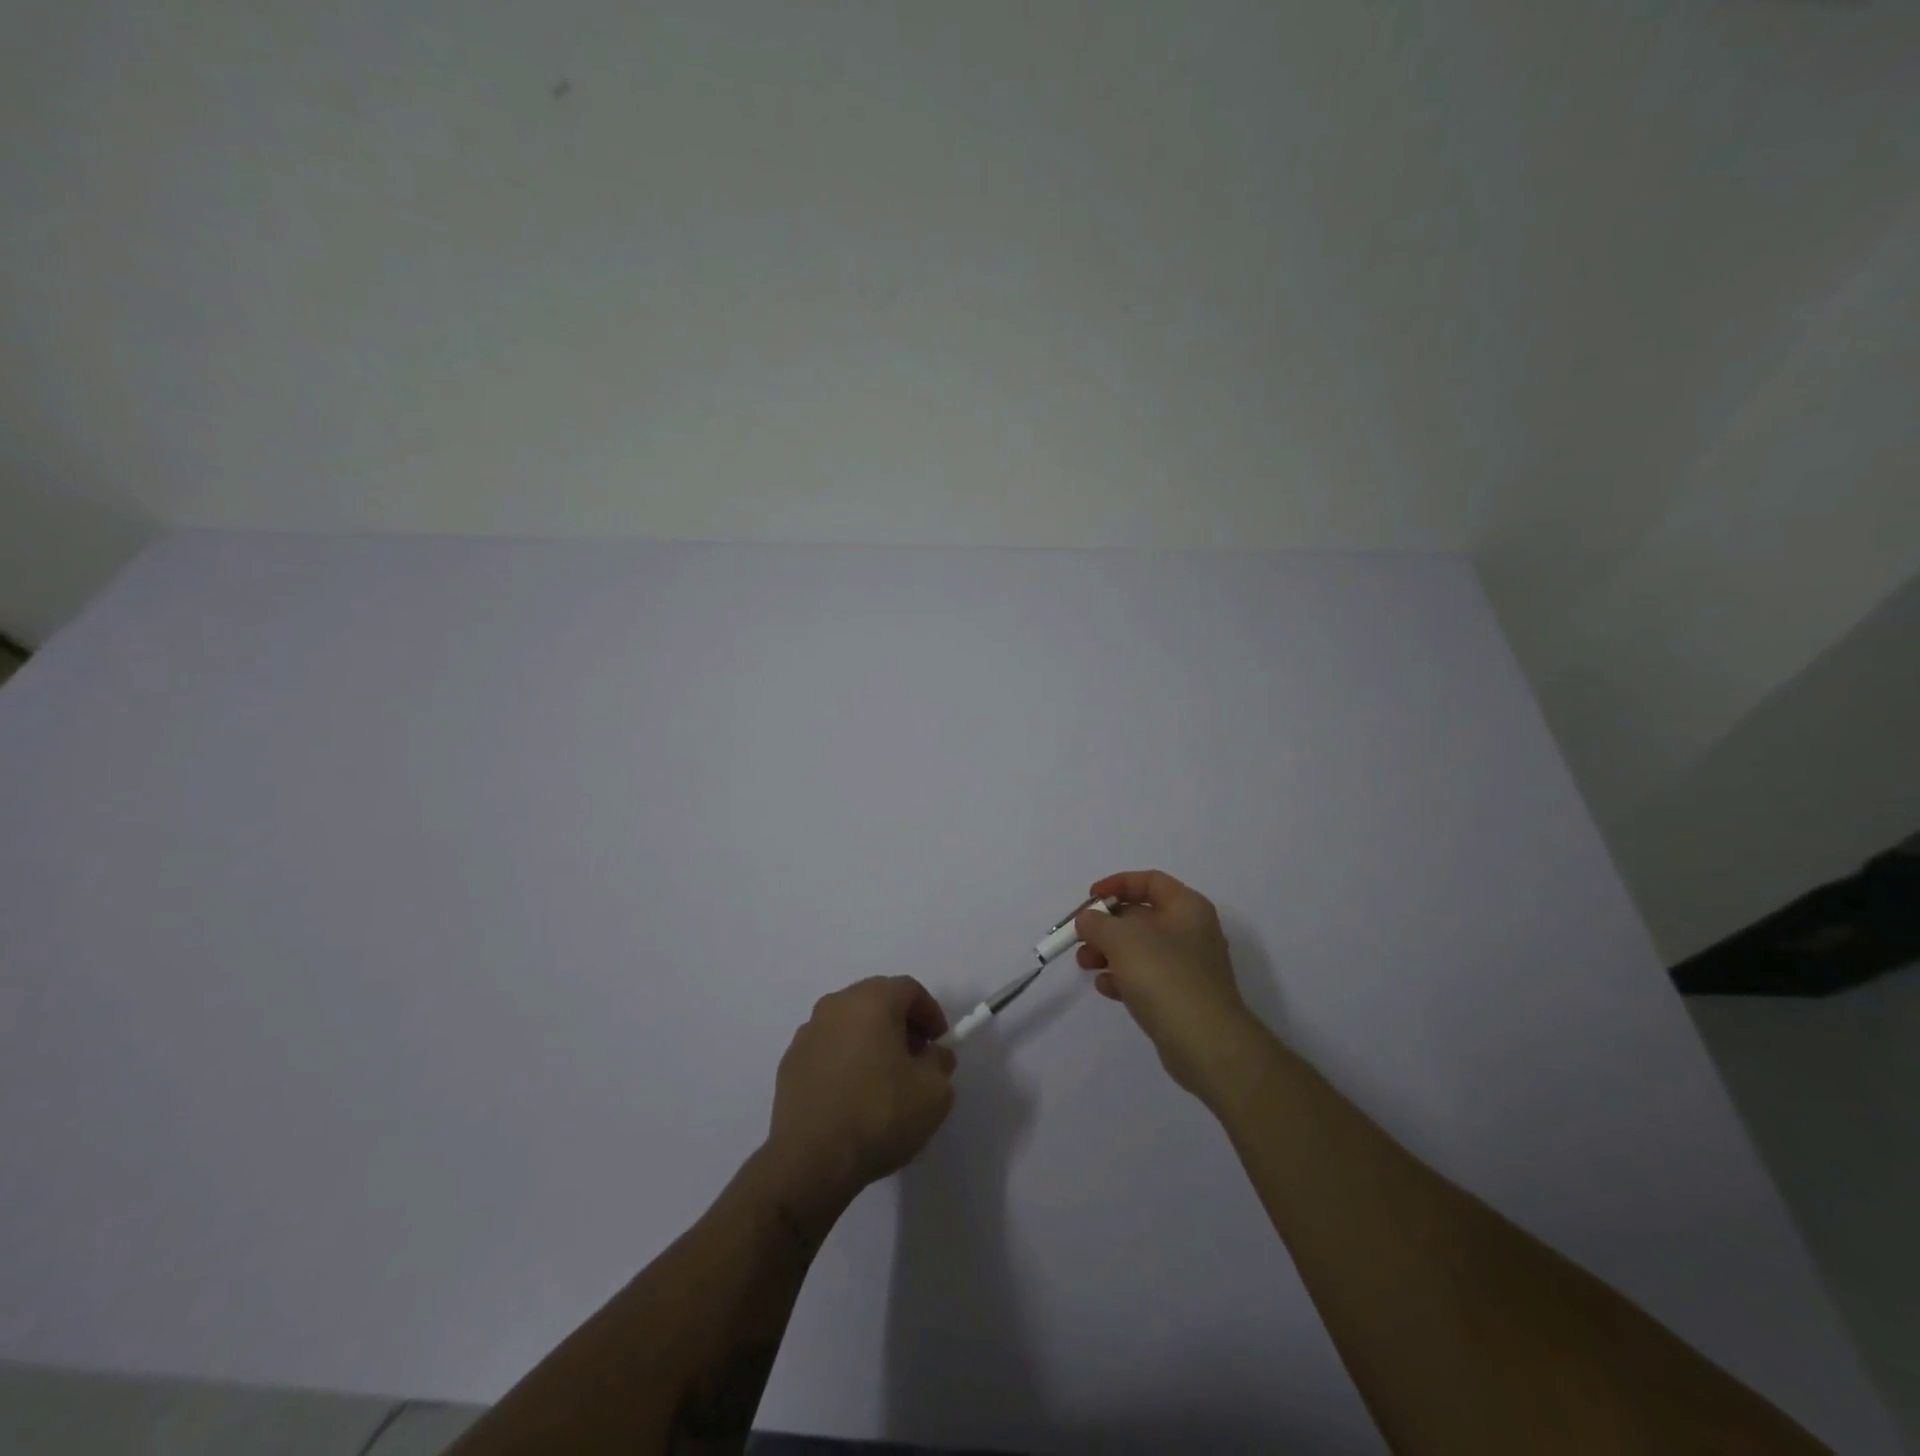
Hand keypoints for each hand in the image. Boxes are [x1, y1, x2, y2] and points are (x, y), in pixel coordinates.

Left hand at [764, 977, 956, 1212]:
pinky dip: (844, 1059)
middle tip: (915, 1057)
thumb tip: (933, 1054)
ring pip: (848, 1023)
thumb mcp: (934, 1092)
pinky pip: (827, 1048)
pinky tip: (851, 1095)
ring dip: (870, 1039)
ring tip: (883, 1078)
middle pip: (876, 1000)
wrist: (811, 1160)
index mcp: (871, 1001)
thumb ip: (940, 1063)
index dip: (930, 1012)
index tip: (939, 1043)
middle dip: (900, 1023)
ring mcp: (807, 1033)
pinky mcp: (789, 1063)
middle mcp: (835, 1005)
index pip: (908, 988)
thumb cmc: (879, 1115)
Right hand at [1076, 870, 1255, 1096]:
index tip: (1090, 899)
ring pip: (1140, 948)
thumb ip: (1098, 922)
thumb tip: (1088, 920)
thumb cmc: (1165, 977)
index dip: (1117, 884)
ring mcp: (1188, 966)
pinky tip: (1105, 988)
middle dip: (1106, 925)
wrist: (1206, 1044)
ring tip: (1085, 964)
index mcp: (1187, 907)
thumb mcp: (1122, 939)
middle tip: (1080, 938)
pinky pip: (1146, 977)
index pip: (1149, 881)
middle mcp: (1191, 931)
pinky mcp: (1181, 997)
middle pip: (1141, 916)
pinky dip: (1123, 978)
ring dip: (1108, 952)